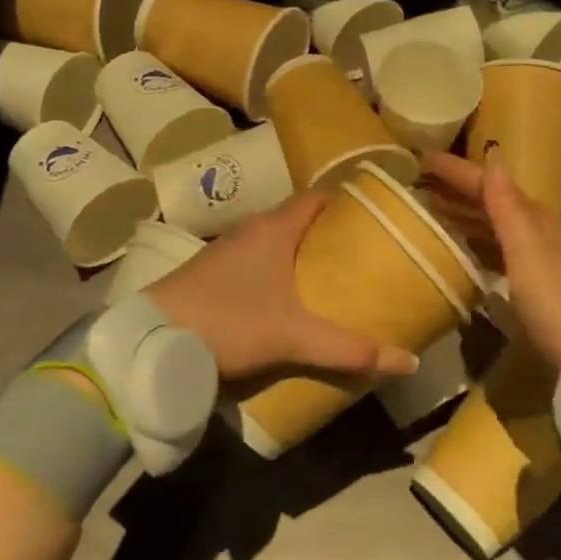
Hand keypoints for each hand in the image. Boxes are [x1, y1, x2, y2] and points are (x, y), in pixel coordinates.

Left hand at [146, 192, 421, 382]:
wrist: (150, 341)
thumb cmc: (228, 323)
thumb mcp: (294, 338)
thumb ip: (350, 349)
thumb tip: (409, 362)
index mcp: (273, 229)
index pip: (317, 197)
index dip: (347, 202)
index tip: (373, 217)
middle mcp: (249, 230)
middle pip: (298, 220)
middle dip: (328, 234)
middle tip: (360, 255)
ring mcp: (224, 251)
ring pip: (273, 242)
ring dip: (298, 254)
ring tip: (329, 278)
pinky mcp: (207, 274)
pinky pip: (252, 262)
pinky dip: (274, 271)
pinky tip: (283, 299)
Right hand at [420, 151, 560, 368]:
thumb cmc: (559, 302)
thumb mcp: (528, 251)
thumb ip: (507, 207)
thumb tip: (493, 156)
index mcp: (537, 221)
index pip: (492, 185)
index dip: (458, 171)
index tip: (421, 159)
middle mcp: (541, 237)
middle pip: (496, 205)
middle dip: (459, 192)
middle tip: (420, 185)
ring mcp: (542, 266)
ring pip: (498, 230)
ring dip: (468, 218)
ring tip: (434, 215)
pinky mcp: (540, 294)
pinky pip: (501, 256)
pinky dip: (480, 247)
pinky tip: (467, 257)